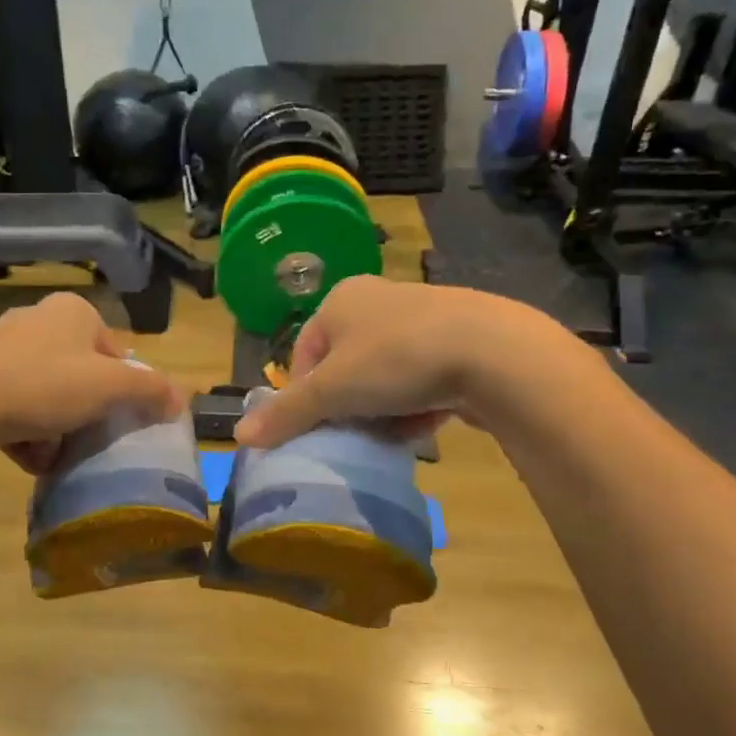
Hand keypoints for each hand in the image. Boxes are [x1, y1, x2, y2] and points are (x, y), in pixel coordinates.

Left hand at [0, 292, 183, 471]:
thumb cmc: (47, 385)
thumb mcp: (111, 387)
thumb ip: (151, 391)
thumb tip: (180, 401)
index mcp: (72, 311)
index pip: (113, 351)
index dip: (120, 388)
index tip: (115, 418)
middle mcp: (37, 318)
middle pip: (79, 374)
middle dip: (84, 411)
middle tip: (85, 438)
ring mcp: (1, 345)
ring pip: (46, 392)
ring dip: (55, 427)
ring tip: (52, 453)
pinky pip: (15, 403)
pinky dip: (25, 429)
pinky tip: (26, 455)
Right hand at [233, 276, 562, 449]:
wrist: (494, 351)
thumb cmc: (396, 359)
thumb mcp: (332, 391)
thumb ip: (286, 414)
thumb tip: (240, 435)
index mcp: (341, 300)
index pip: (305, 353)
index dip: (306, 394)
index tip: (320, 425)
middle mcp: (379, 300)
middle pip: (346, 367)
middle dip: (349, 405)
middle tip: (356, 433)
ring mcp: (423, 317)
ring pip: (385, 375)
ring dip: (383, 410)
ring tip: (394, 434)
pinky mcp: (459, 339)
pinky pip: (422, 377)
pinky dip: (417, 404)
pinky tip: (426, 424)